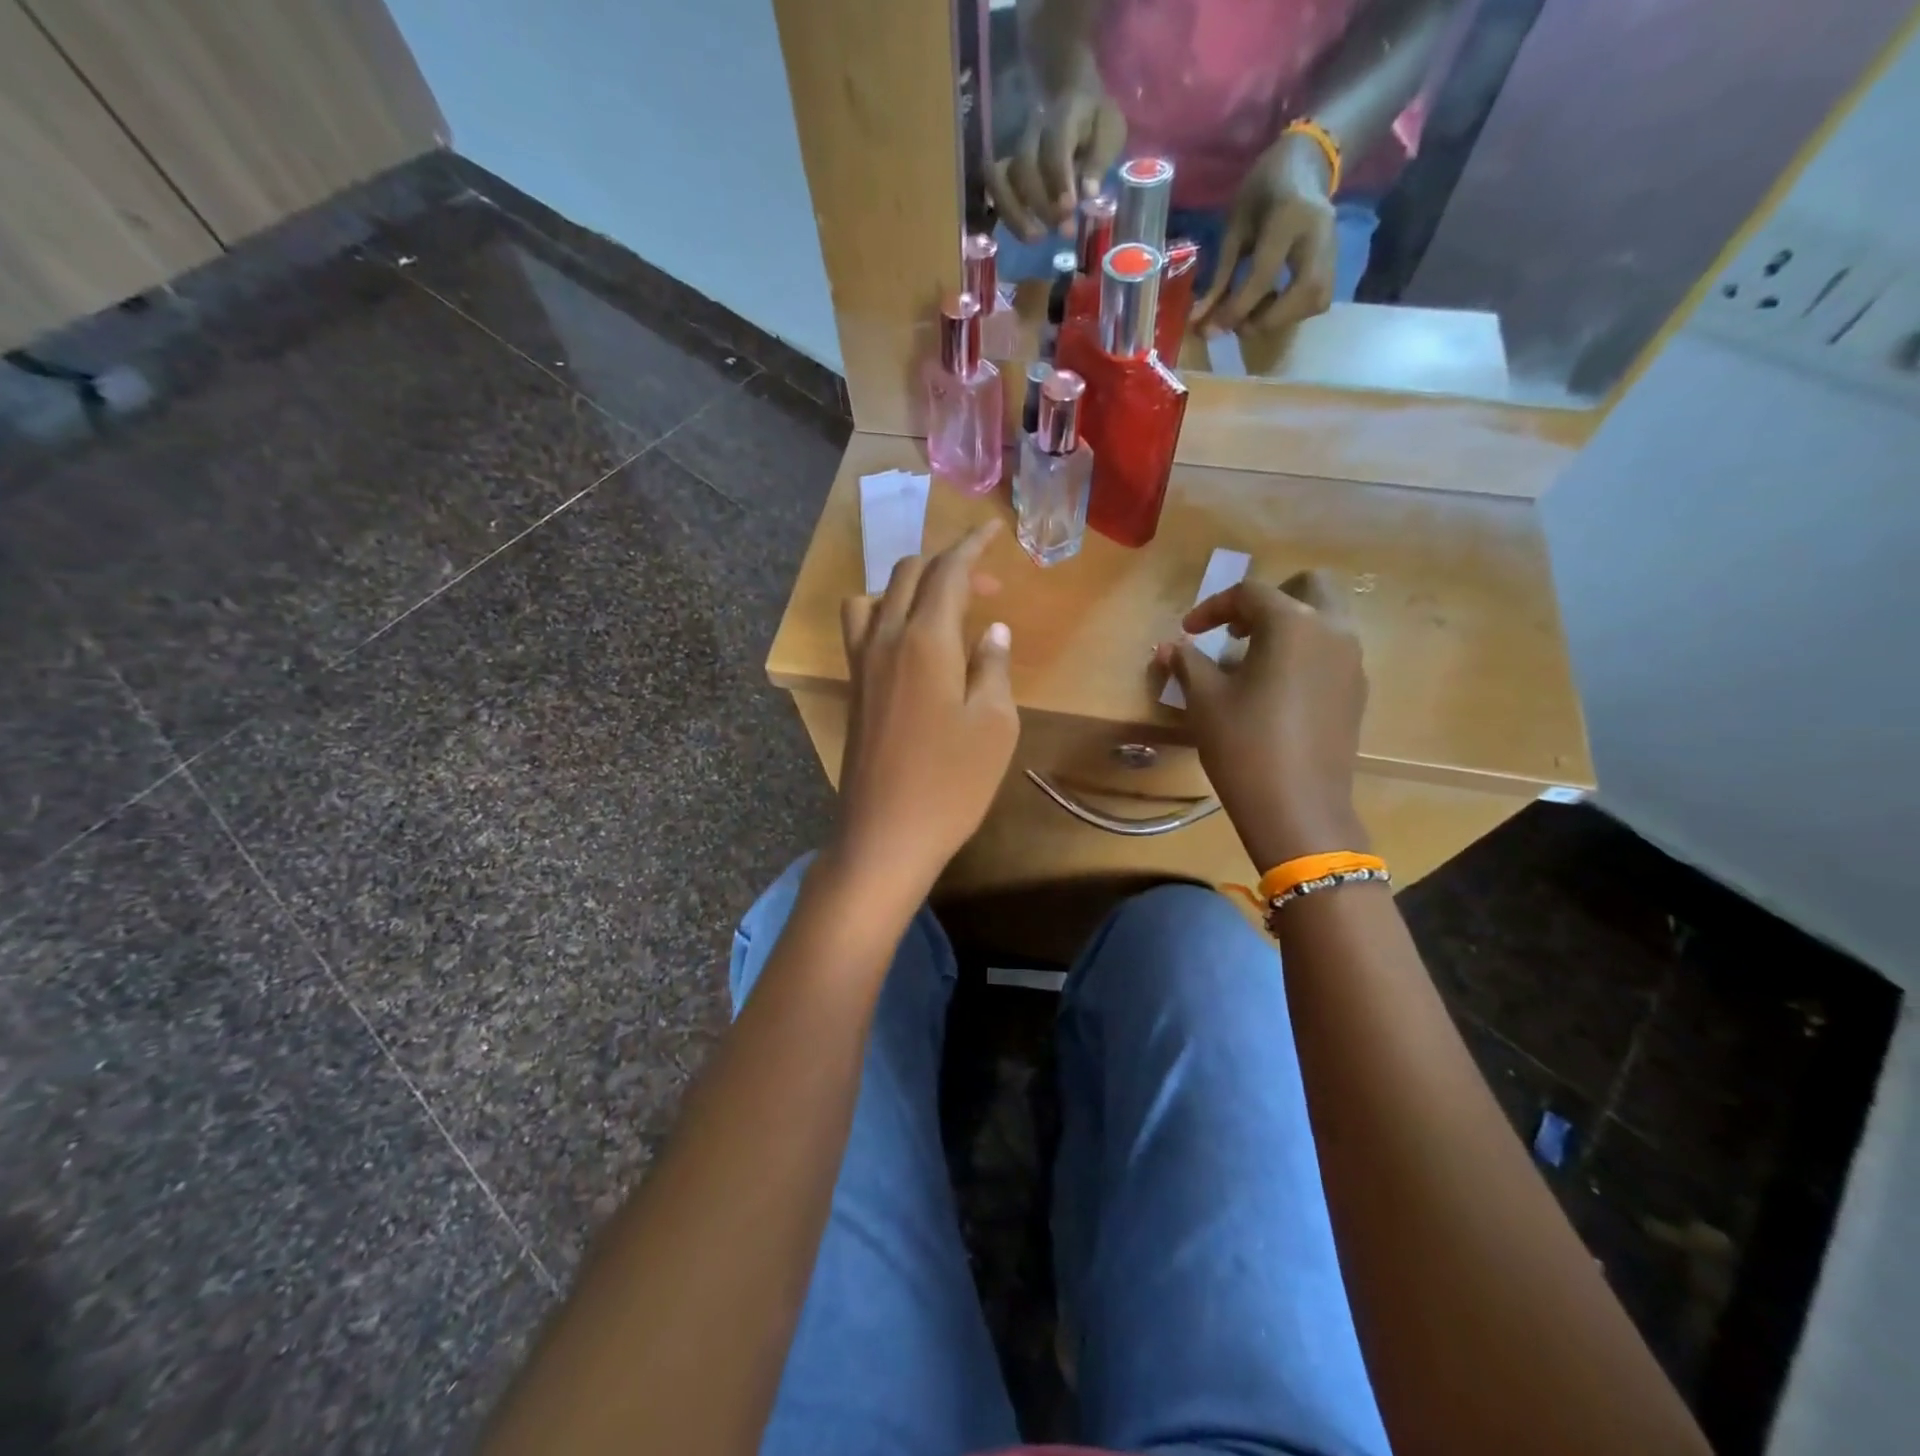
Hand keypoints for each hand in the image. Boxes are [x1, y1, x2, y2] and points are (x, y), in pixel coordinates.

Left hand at [830, 521, 1019, 908]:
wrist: (885, 834)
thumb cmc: (951, 783)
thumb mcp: (994, 726)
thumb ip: (993, 668)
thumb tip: (992, 631)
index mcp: (925, 640)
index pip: (948, 571)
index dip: (973, 545)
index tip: (995, 529)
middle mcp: (885, 639)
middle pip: (909, 574)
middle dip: (949, 564)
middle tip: (987, 585)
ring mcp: (861, 664)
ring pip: (877, 595)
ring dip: (910, 586)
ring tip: (942, 609)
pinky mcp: (853, 688)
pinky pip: (861, 627)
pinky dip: (886, 613)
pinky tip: (910, 644)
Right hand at [984, 71, 1125, 242]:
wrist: (1073, 98)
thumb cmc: (1094, 121)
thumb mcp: (1110, 131)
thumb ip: (1099, 159)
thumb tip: (1089, 193)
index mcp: (1063, 117)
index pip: (1055, 147)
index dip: (1060, 179)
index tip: (1070, 208)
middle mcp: (1032, 133)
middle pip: (1024, 167)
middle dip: (1041, 203)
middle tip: (1063, 230)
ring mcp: (1014, 150)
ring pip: (1000, 180)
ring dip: (1015, 215)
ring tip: (1036, 238)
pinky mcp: (1005, 169)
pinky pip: (995, 192)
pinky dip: (1007, 216)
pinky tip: (1024, 234)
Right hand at [1154, 570, 1368, 870]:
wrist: (1298, 808)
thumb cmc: (1245, 745)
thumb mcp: (1205, 700)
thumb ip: (1188, 663)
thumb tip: (1169, 646)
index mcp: (1293, 624)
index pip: (1251, 593)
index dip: (1213, 607)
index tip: (1188, 632)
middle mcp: (1332, 631)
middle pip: (1309, 587)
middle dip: (1269, 599)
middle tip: (1236, 629)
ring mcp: (1352, 663)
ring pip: (1326, 619)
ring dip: (1289, 625)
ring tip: (1251, 659)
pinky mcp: (1356, 693)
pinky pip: (1332, 652)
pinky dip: (1304, 652)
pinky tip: (1275, 688)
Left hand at [1194, 129, 1337, 336]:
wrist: (1305, 165)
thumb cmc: (1262, 191)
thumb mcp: (1233, 226)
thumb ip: (1219, 276)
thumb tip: (1200, 321)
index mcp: (1289, 216)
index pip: (1264, 275)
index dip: (1237, 308)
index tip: (1214, 328)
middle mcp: (1319, 233)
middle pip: (1304, 292)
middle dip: (1269, 320)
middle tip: (1241, 324)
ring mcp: (1334, 246)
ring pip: (1317, 300)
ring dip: (1283, 320)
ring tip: (1256, 314)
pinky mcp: (1337, 259)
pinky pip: (1319, 299)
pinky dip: (1294, 313)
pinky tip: (1273, 306)